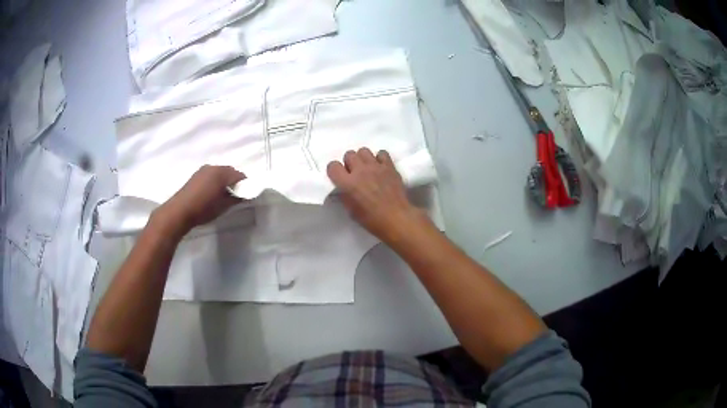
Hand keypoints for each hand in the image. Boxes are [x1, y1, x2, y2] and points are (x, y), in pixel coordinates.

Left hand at [155, 165, 245, 235]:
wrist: (180, 211)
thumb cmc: (204, 208)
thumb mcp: (223, 206)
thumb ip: (236, 198)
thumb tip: (244, 195)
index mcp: (222, 172)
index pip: (240, 175)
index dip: (246, 184)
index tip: (248, 194)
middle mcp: (213, 167)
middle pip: (230, 172)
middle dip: (235, 182)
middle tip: (237, 195)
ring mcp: (203, 170)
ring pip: (220, 173)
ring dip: (224, 181)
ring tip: (225, 195)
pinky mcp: (196, 175)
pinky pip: (211, 175)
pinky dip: (215, 182)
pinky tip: (213, 193)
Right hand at [327, 148, 426, 242]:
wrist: (396, 218)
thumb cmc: (372, 220)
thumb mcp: (351, 211)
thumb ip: (344, 195)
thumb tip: (343, 187)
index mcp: (348, 183)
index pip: (333, 166)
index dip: (334, 171)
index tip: (339, 177)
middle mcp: (360, 171)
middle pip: (349, 154)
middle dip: (349, 163)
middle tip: (354, 173)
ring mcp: (376, 166)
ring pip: (364, 151)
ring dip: (363, 159)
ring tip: (367, 169)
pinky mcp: (389, 166)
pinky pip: (382, 153)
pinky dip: (379, 159)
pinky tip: (380, 168)